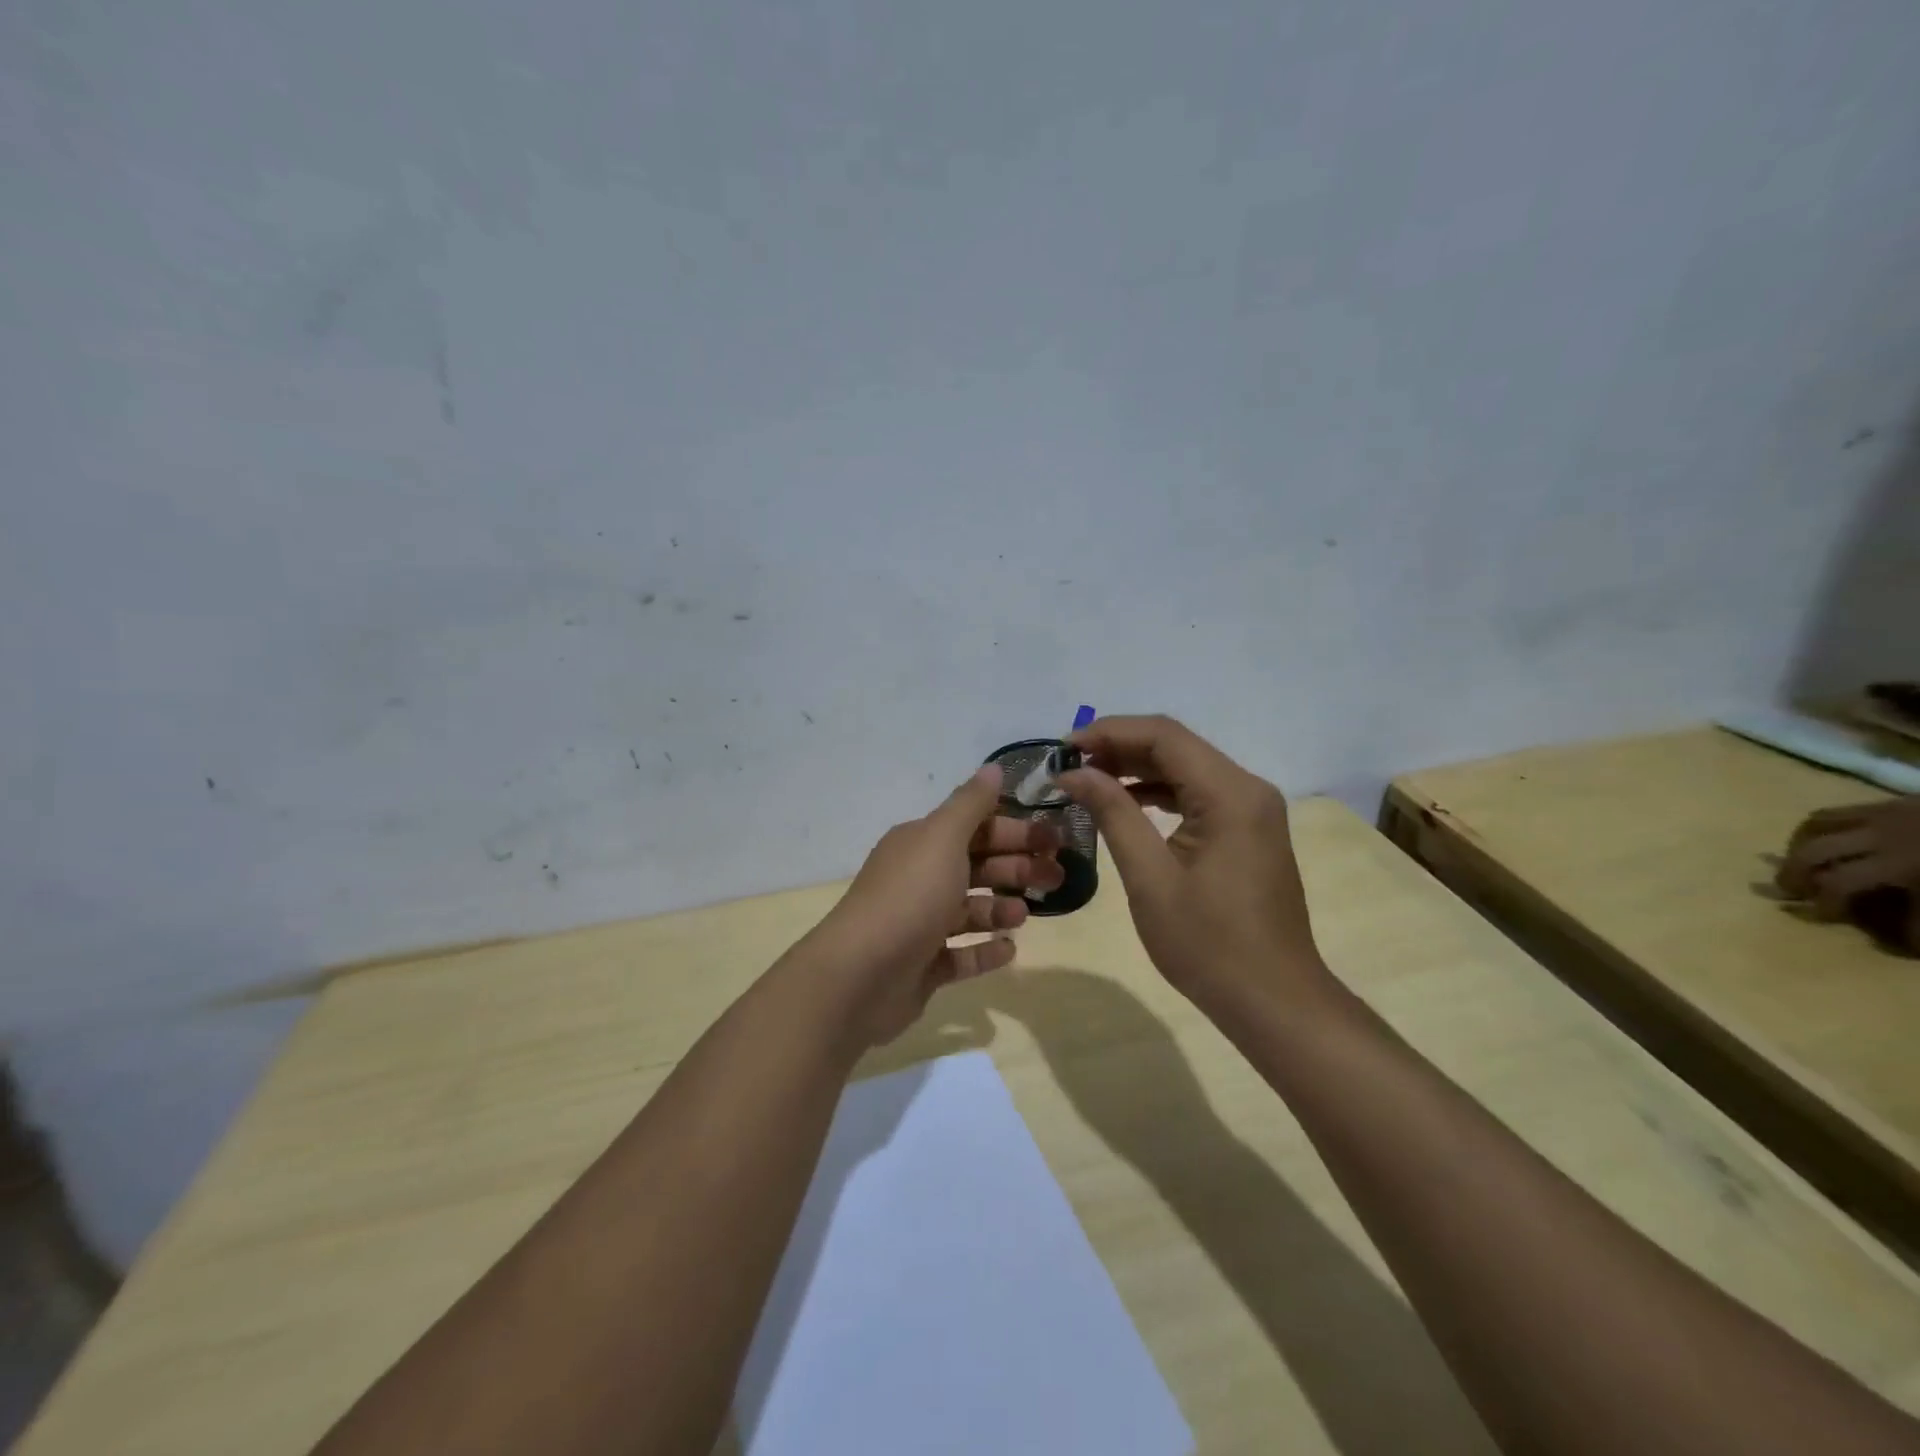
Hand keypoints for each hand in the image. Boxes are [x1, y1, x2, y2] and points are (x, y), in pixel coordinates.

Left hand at [802, 764, 1063, 1045]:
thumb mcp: (942, 838)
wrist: (859, 975)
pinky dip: (984, 951)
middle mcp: (918, 879)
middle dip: (1016, 867)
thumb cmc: (909, 897)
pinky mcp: (922, 967)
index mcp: (921, 844)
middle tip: (1057, 876)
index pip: (974, 827)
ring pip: (969, 910)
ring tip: (1025, 914)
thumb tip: (993, 768)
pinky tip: (1009, 950)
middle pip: (976, 866)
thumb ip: (970, 804)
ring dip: (1000, 908)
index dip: (1014, 829)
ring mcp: (918, 925)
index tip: (1055, 838)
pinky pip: (961, 955)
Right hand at [1057, 715, 1331, 1015]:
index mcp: (1230, 794)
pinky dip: (1158, 793)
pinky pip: (1198, 794)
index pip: (1164, 736)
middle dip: (1119, 749)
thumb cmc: (1208, 944)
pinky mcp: (1248, 830)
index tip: (1064, 748)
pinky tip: (1123, 804)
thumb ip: (1113, 814)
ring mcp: (1252, 810)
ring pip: (1186, 768)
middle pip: (1176, 747)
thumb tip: (1075, 772)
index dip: (1109, 732)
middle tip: (1069, 766)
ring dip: (1136, 769)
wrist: (1273, 1000)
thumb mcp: (1150, 877)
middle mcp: (1247, 789)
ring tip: (1086, 781)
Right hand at [1776, 796, 1919, 947]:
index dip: (1824, 903)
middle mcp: (1881, 837)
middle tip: (1789, 891)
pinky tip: (1825, 841)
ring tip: (1799, 864)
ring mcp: (1882, 816)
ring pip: (1814, 827)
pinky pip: (1836, 813)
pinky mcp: (1889, 803)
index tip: (1822, 917)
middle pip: (1813, 853)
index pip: (1839, 884)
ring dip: (1799, 847)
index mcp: (1902, 865)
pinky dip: (1819, 828)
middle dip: (1794, 873)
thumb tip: (1892, 938)